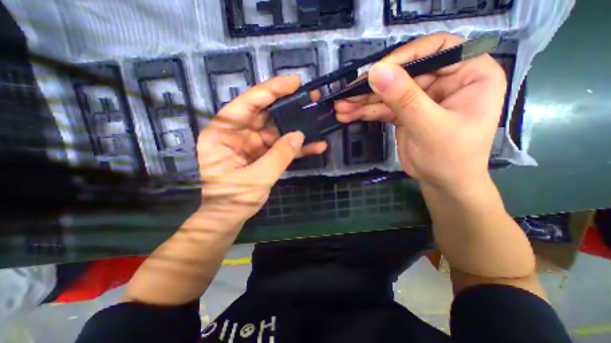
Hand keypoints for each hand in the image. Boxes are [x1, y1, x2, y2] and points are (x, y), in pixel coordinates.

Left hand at [199, 76, 327, 222]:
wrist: (230, 216)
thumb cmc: (233, 199)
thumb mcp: (256, 178)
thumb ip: (278, 156)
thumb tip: (299, 135)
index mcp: (222, 134)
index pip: (247, 104)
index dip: (270, 90)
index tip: (293, 82)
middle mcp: (237, 134)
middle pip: (265, 113)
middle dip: (288, 106)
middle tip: (310, 97)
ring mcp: (252, 144)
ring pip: (277, 129)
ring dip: (297, 126)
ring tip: (317, 118)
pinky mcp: (263, 153)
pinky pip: (281, 146)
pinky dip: (297, 147)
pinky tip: (315, 146)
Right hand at [334, 32, 505, 189]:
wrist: (443, 183)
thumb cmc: (450, 158)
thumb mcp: (429, 127)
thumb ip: (404, 99)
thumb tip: (376, 72)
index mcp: (468, 74)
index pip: (435, 50)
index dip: (403, 57)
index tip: (374, 72)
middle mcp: (443, 81)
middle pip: (402, 74)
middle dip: (371, 87)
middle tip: (346, 95)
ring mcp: (421, 98)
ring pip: (388, 93)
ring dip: (362, 101)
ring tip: (340, 107)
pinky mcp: (404, 113)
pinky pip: (382, 108)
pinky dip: (365, 112)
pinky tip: (348, 114)